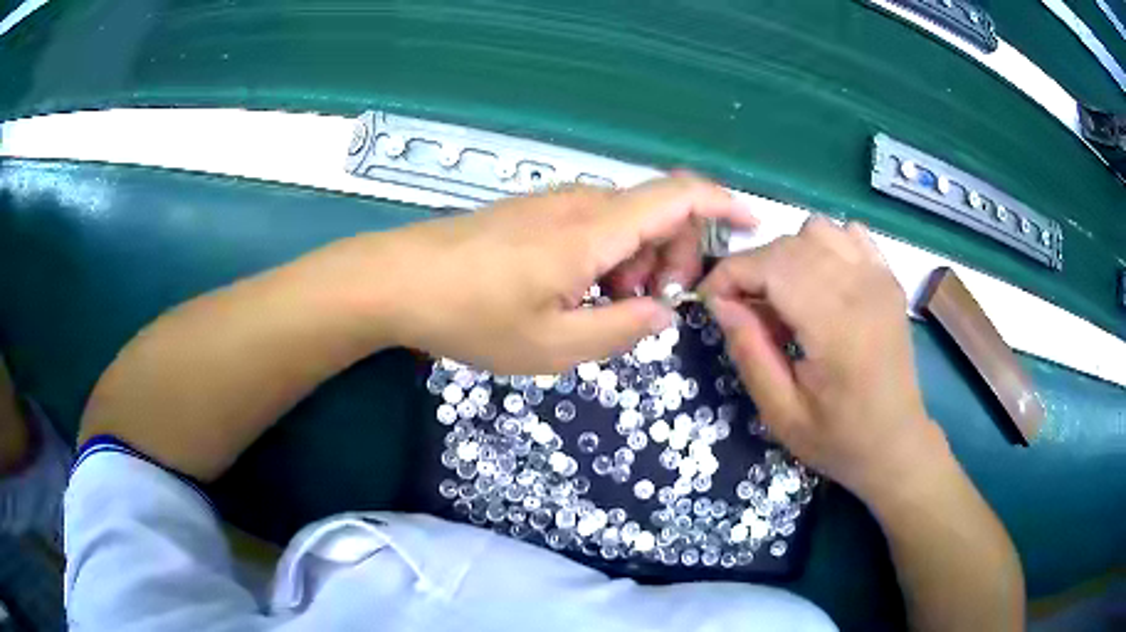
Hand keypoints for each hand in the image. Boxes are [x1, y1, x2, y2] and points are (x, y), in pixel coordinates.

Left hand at [361, 175, 756, 373]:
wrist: (398, 281)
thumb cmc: (473, 317)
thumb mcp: (555, 345)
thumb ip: (622, 328)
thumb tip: (666, 312)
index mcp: (595, 230)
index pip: (680, 196)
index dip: (725, 204)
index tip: (753, 226)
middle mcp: (581, 203)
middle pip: (659, 211)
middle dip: (673, 257)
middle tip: (644, 308)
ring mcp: (553, 203)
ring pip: (626, 219)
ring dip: (636, 262)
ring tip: (604, 308)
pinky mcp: (533, 212)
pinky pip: (593, 224)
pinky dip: (606, 256)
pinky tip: (575, 291)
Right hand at [699, 215, 943, 499]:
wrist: (897, 443)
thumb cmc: (839, 439)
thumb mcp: (781, 414)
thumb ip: (750, 353)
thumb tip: (720, 303)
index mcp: (836, 327)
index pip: (772, 266)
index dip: (730, 273)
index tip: (710, 300)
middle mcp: (862, 289)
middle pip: (790, 244)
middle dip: (753, 267)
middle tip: (744, 310)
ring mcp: (880, 278)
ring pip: (817, 229)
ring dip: (788, 255)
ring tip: (784, 297)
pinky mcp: (889, 278)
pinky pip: (848, 235)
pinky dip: (823, 247)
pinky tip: (820, 282)